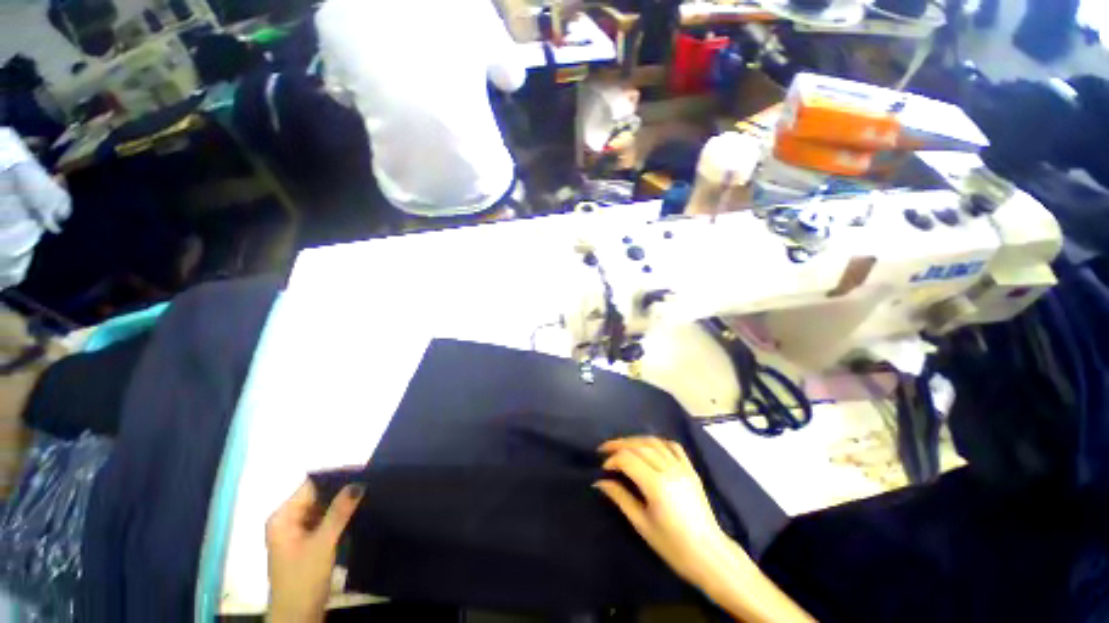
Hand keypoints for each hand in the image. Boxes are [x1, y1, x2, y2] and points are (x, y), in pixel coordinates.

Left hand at [266, 481, 362, 622]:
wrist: (298, 617)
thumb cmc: (303, 578)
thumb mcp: (323, 543)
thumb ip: (339, 512)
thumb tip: (358, 482)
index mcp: (283, 517)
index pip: (310, 486)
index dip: (335, 477)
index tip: (362, 471)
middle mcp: (287, 521)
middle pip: (317, 496)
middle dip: (341, 490)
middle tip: (369, 482)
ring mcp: (297, 533)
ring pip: (322, 509)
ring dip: (342, 505)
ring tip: (368, 493)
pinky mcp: (307, 544)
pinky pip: (324, 521)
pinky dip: (339, 517)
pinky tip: (358, 512)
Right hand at [595, 437, 734, 586]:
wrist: (708, 554)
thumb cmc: (672, 546)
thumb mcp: (641, 524)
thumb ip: (620, 497)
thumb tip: (600, 482)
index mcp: (656, 485)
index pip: (628, 459)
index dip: (612, 460)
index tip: (603, 469)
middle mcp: (669, 470)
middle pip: (639, 446)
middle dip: (619, 445)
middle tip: (604, 449)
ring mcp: (682, 467)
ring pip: (654, 442)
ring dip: (635, 440)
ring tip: (622, 445)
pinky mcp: (691, 469)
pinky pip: (673, 446)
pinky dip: (658, 442)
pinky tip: (648, 446)